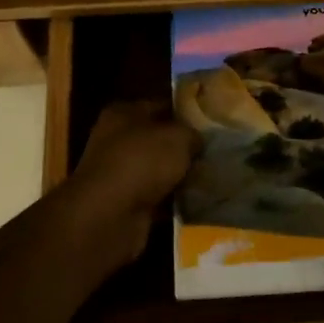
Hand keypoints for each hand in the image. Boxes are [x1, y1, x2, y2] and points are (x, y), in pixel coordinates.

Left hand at [60, 101, 199, 266]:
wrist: (108, 216)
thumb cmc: (141, 163)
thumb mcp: (177, 138)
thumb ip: (191, 134)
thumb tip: (197, 140)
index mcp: (123, 114)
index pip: (160, 106)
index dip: (185, 113)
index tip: (211, 122)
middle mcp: (116, 140)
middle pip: (158, 140)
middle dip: (184, 147)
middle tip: (215, 152)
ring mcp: (119, 174)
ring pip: (158, 170)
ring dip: (179, 175)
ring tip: (210, 177)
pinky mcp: (124, 204)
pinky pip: (156, 196)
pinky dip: (172, 200)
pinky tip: (196, 200)